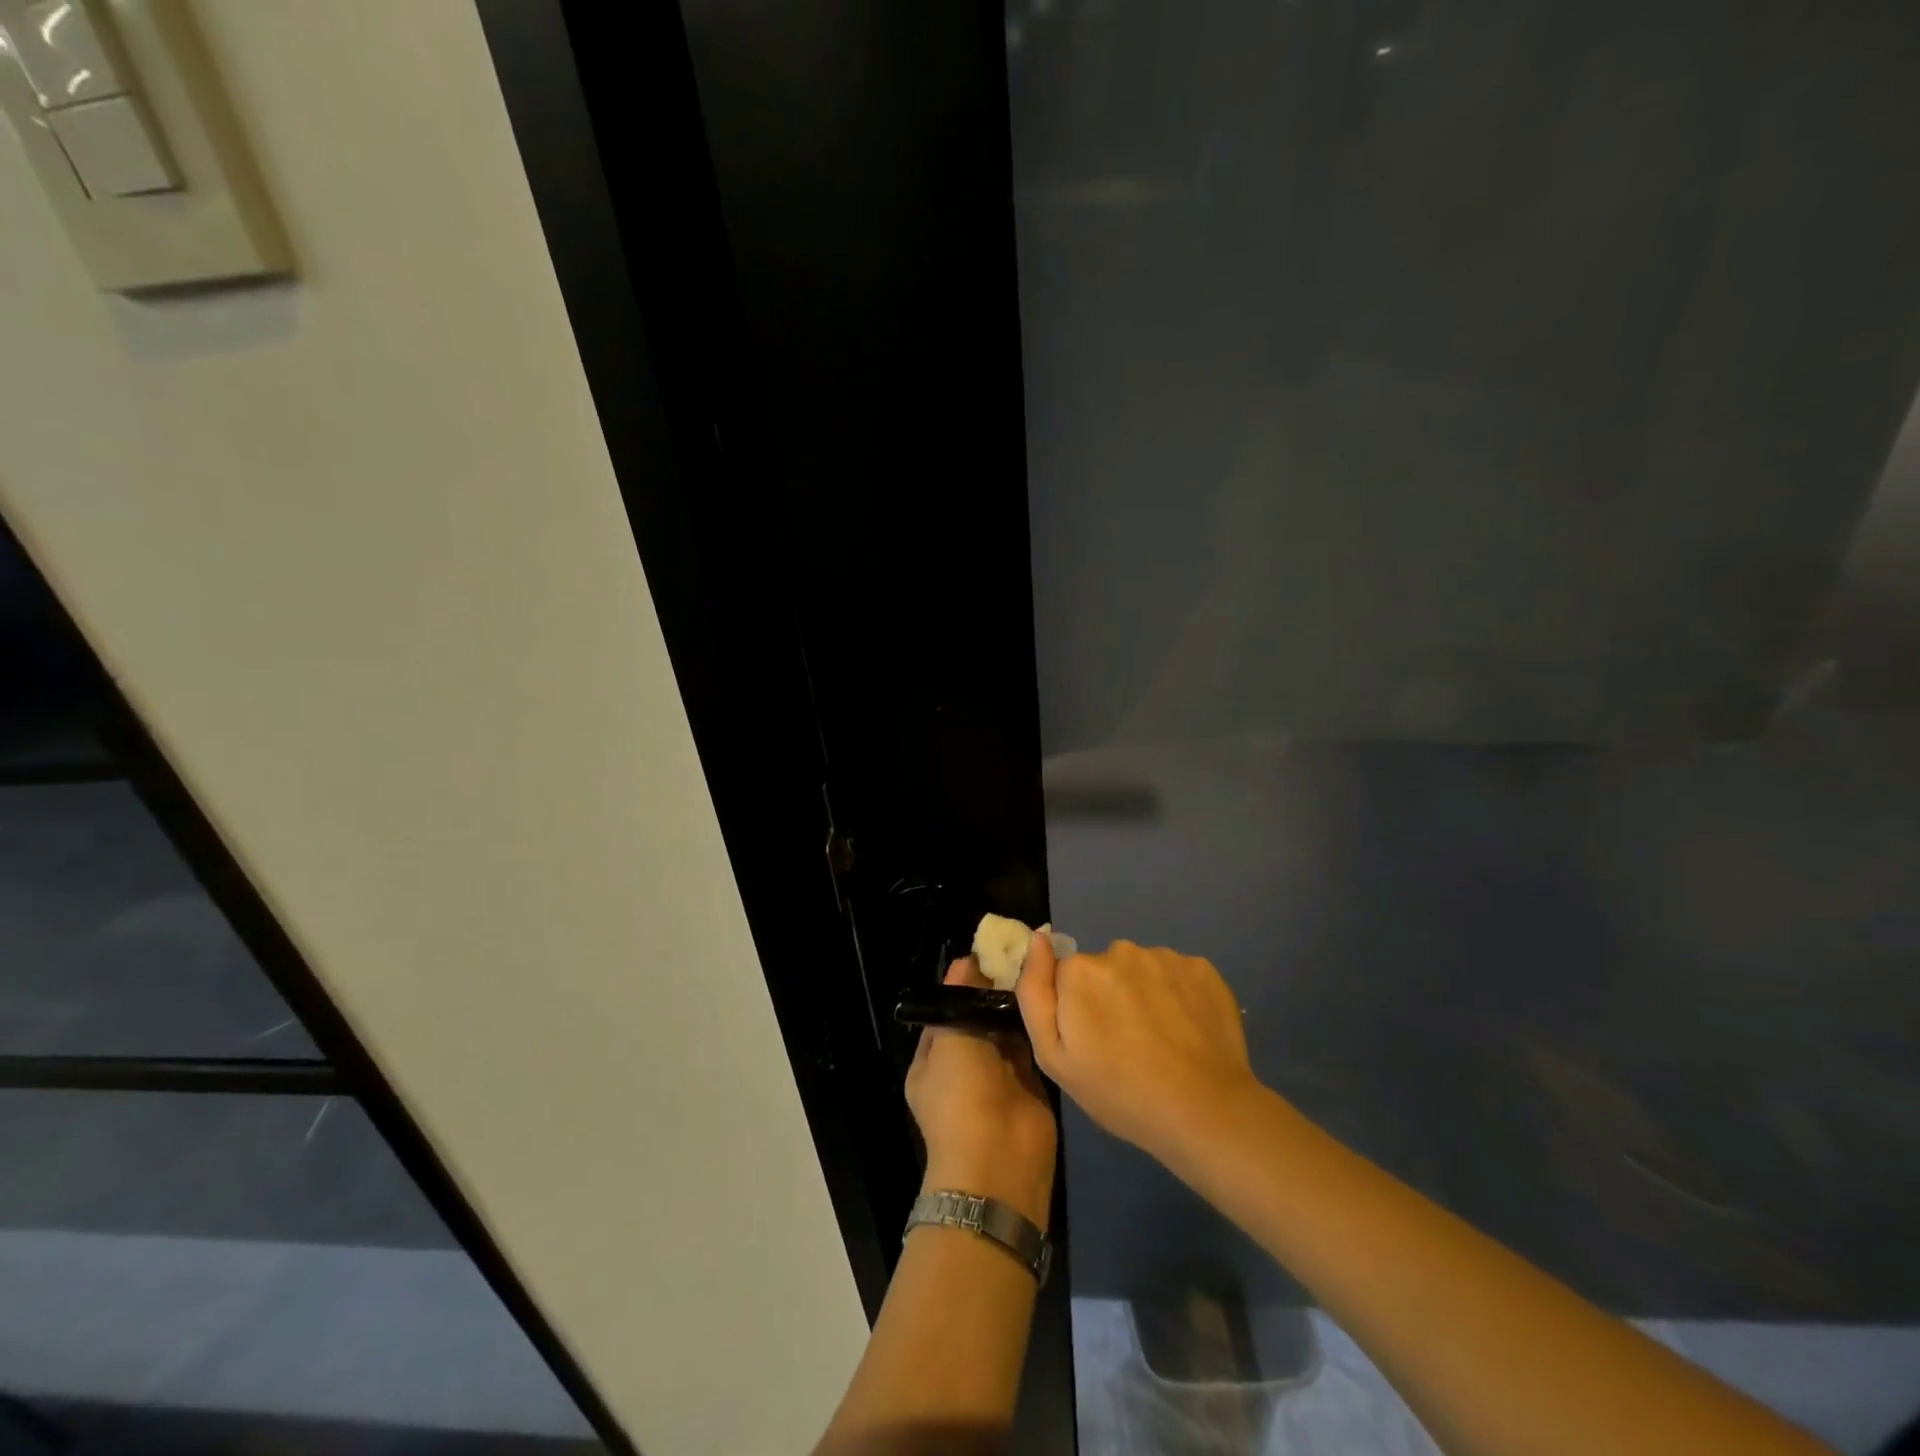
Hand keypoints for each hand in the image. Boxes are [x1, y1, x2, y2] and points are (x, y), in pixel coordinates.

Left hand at [906, 956, 1057, 1228]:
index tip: (991, 950)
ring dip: (1018, 1004)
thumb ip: (959, 999)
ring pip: (1007, 1029)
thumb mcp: (949, 1040)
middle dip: (996, 989)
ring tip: (1040, 964)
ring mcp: (998, 1075)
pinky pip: (1031, 1045)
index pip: (947, 1008)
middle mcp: (964, 1064)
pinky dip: (1038, 1024)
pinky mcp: (1029, 1083)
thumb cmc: (962, 1097)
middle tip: (1022, 951)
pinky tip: (1052, 993)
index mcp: (933, 1058)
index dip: (965, 981)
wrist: (1000, 1163)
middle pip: (979, 1016)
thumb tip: (968, 960)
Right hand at [1017, 936, 1258, 1163]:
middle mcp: (1120, 950)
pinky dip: (1178, 996)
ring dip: (1144, 995)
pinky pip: (1177, 975)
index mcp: (1080, 970)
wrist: (1204, 1112)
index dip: (1076, 1008)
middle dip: (1109, 997)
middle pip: (1104, 969)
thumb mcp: (1054, 1057)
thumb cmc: (1119, 1092)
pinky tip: (1186, 1031)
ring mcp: (1165, 956)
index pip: (1066, 975)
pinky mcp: (1203, 968)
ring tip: (1159, 1041)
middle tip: (1125, 1045)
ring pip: (1142, 971)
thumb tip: (1038, 939)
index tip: (1092, 1040)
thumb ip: (1034, 992)